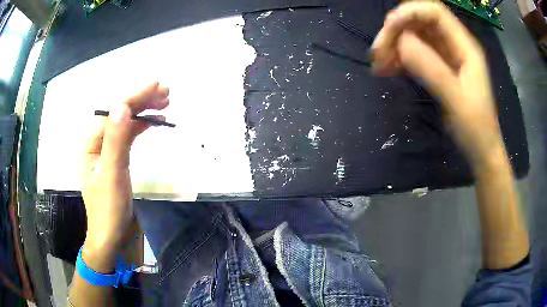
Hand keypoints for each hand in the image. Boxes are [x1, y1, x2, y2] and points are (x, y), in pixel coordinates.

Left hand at [80, 82, 168, 270]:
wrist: (111, 237)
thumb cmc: (109, 210)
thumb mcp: (112, 175)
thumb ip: (116, 140)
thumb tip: (123, 105)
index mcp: (90, 144)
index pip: (113, 113)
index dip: (134, 97)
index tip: (156, 86)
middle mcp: (97, 143)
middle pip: (119, 115)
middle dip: (141, 101)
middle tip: (166, 92)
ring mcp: (106, 152)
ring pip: (125, 124)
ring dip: (143, 111)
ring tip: (164, 103)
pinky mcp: (116, 160)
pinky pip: (128, 137)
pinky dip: (141, 127)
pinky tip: (153, 122)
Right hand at [370, 2, 503, 167]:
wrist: (481, 151)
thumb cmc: (475, 128)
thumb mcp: (455, 99)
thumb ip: (430, 68)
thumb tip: (400, 42)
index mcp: (464, 45)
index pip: (434, 12)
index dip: (409, 13)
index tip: (388, 30)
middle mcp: (454, 44)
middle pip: (420, 21)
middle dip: (396, 31)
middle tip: (377, 53)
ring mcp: (446, 56)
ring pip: (415, 37)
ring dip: (394, 46)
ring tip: (378, 65)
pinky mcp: (439, 68)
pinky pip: (416, 54)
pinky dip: (400, 58)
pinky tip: (388, 70)